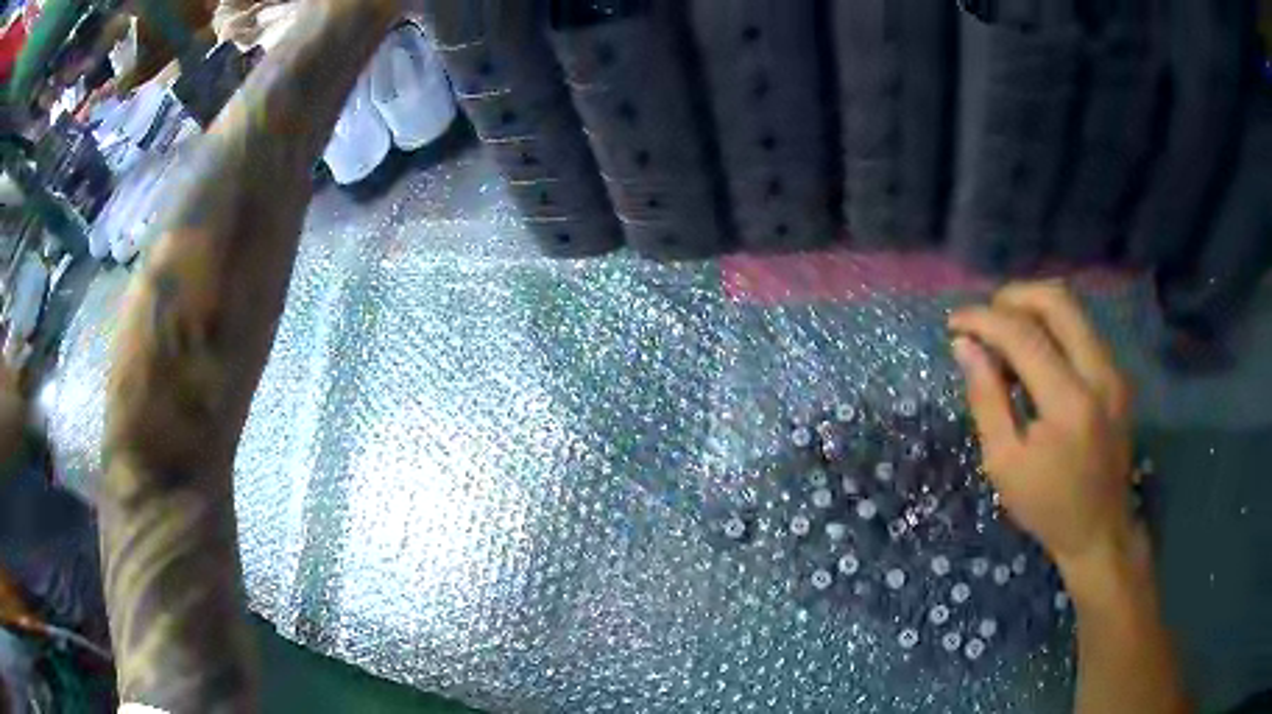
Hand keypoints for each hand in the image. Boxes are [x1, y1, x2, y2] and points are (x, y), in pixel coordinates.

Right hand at [948, 281, 1135, 578]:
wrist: (1100, 529)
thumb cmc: (1047, 506)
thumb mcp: (1004, 464)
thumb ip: (986, 398)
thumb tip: (964, 345)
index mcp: (1069, 403)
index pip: (1023, 334)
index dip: (983, 319)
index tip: (954, 323)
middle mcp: (1099, 373)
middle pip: (1057, 299)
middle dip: (1013, 296)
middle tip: (984, 319)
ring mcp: (1114, 370)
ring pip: (1073, 307)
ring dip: (1033, 308)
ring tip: (1005, 334)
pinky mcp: (1118, 374)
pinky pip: (1082, 328)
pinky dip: (1052, 326)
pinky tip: (1034, 354)